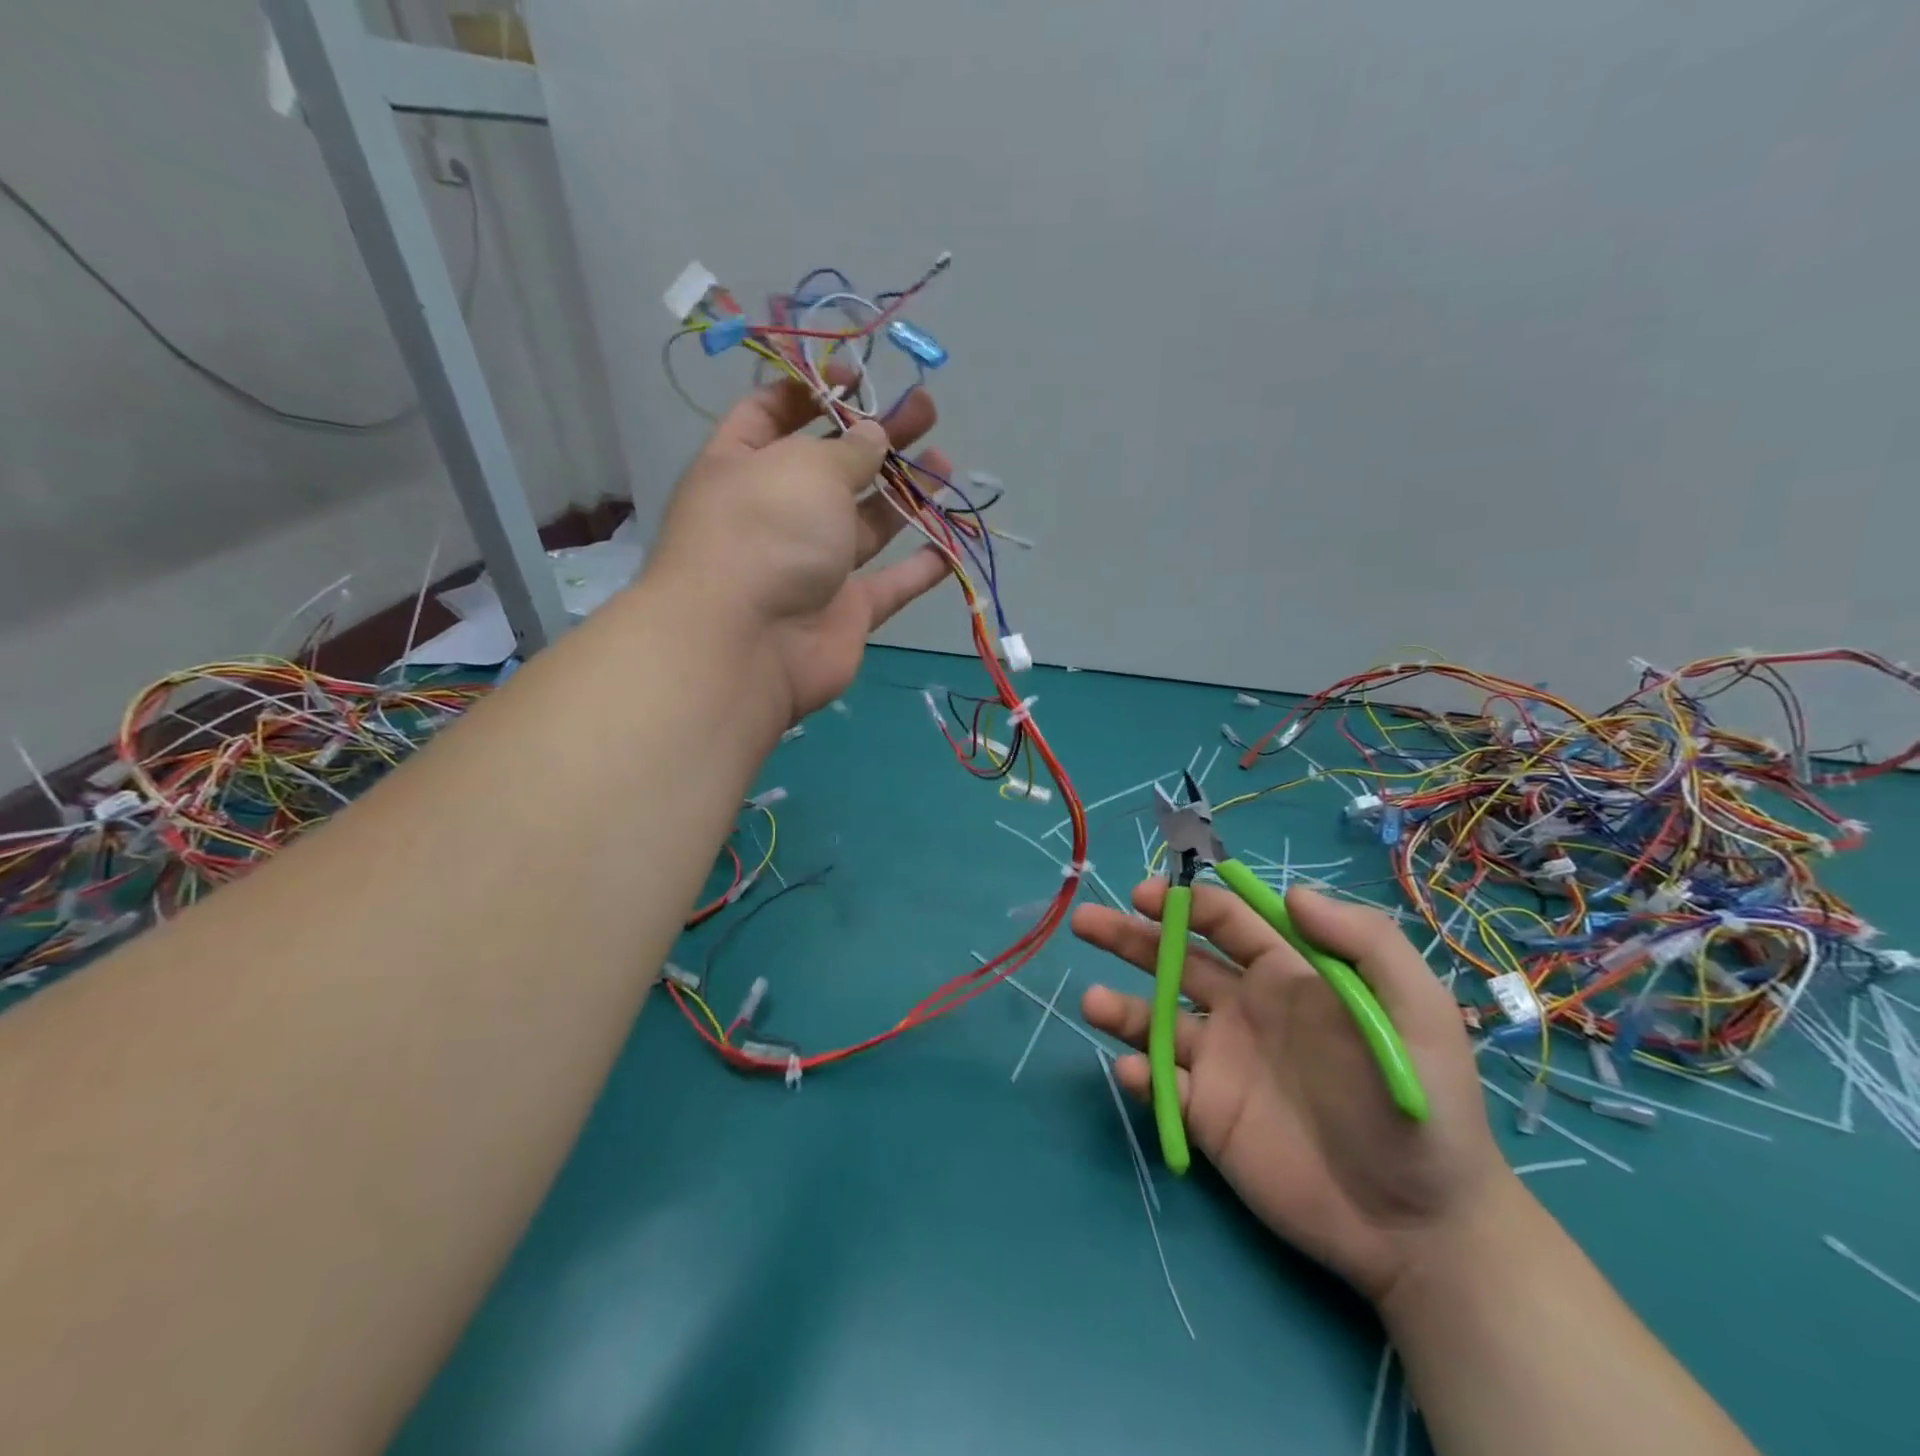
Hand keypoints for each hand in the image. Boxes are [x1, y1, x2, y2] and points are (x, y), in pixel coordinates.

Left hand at [647, 377, 951, 721]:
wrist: (747, 645)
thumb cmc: (765, 532)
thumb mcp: (805, 468)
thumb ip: (848, 449)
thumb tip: (873, 437)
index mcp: (743, 465)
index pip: (772, 414)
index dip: (814, 390)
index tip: (860, 378)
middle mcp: (776, 514)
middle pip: (832, 466)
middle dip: (877, 436)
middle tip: (925, 410)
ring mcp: (811, 566)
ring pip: (865, 524)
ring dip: (904, 494)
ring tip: (944, 463)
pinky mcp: (844, 611)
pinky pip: (888, 586)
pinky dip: (919, 569)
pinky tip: (949, 544)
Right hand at [1071, 882, 1510, 1303]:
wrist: (1423, 1227)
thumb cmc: (1423, 1108)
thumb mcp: (1416, 1013)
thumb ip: (1364, 943)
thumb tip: (1290, 892)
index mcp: (1287, 975)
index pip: (1225, 921)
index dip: (1184, 901)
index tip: (1146, 895)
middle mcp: (1244, 1009)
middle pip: (1174, 959)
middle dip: (1129, 936)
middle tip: (1086, 922)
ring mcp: (1222, 1062)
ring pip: (1155, 1020)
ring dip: (1120, 1007)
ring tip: (1094, 1004)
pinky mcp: (1208, 1116)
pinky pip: (1162, 1085)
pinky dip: (1141, 1074)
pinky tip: (1135, 1073)